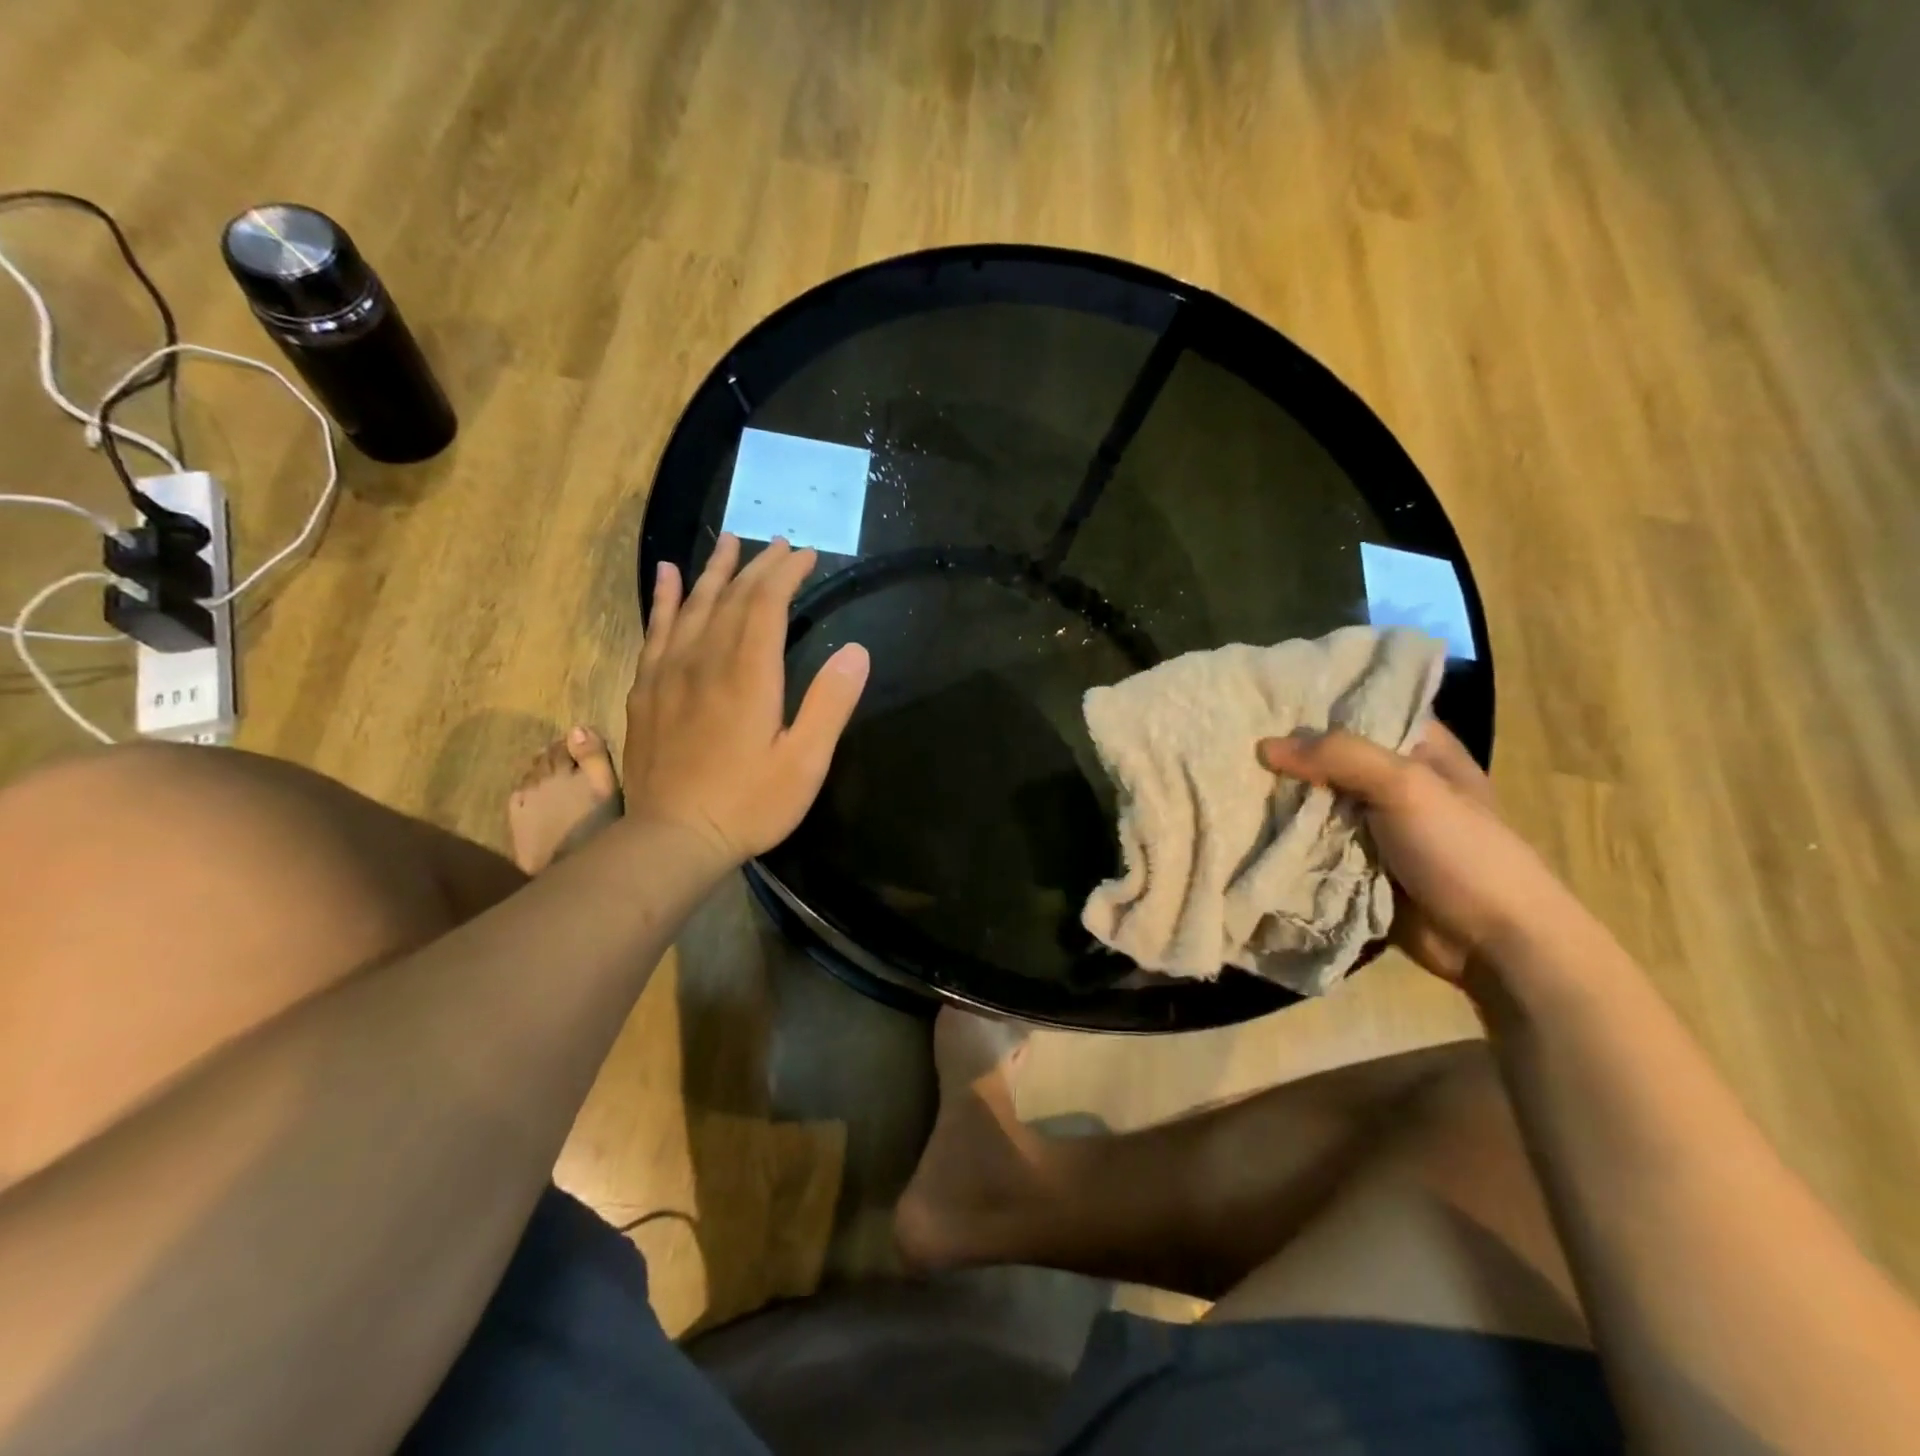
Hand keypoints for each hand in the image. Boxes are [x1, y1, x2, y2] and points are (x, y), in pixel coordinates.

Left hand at [624, 534, 868, 867]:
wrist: (673, 838)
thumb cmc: (748, 803)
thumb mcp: (805, 762)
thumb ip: (830, 704)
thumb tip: (857, 651)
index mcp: (748, 674)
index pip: (767, 604)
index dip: (787, 574)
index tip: (807, 555)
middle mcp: (706, 660)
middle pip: (733, 597)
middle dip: (759, 566)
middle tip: (779, 544)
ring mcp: (670, 672)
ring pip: (694, 605)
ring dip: (715, 570)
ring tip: (729, 542)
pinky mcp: (647, 689)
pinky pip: (657, 629)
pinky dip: (665, 598)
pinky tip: (668, 576)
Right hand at [1257, 723, 1567, 983]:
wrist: (1491, 945)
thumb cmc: (1461, 852)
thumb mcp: (1406, 787)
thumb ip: (1338, 756)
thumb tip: (1263, 746)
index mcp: (1422, 749)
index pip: (1365, 707)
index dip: (1318, 701)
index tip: (1264, 695)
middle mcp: (1395, 780)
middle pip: (1331, 755)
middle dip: (1288, 751)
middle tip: (1233, 736)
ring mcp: (1373, 824)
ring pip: (1315, 799)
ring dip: (1281, 796)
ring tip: (1225, 776)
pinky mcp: (1355, 862)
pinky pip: (1311, 839)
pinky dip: (1284, 833)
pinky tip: (1244, 818)